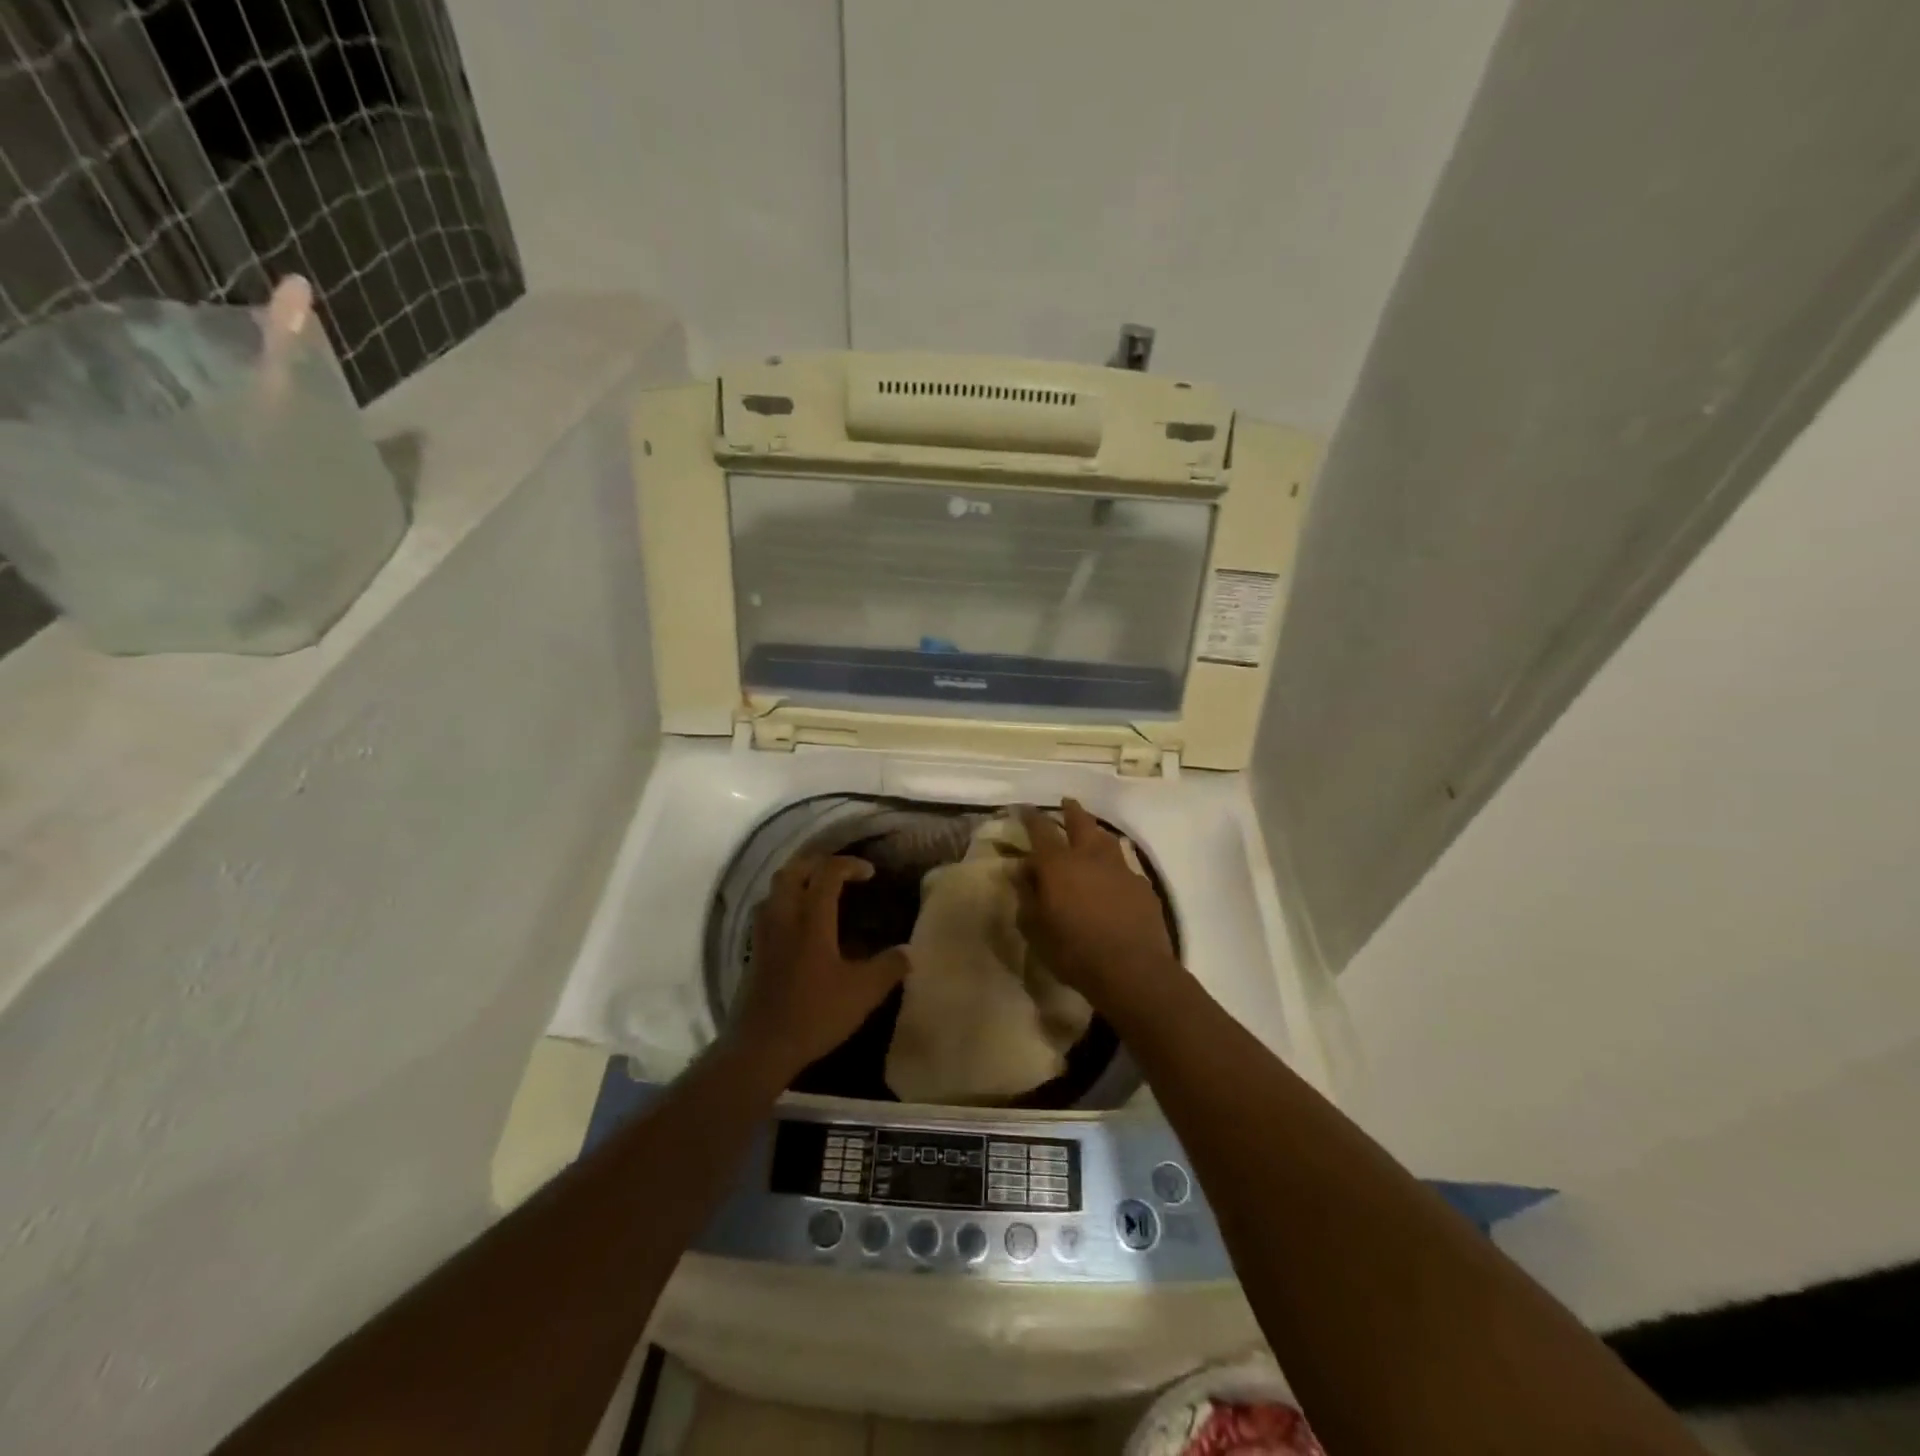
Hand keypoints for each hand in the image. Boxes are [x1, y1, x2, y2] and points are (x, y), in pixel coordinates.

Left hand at [730, 855, 909, 1079]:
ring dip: (796, 881)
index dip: (850, 865)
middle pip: (793, 871)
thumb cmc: (815, 1014)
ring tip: (818, 892)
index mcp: (811, 920)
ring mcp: (764, 934)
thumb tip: (908, 952)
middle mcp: (784, 917)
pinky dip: (784, 904)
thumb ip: (888, 967)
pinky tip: (799, 925)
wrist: (761, 1047)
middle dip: (817, 863)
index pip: (827, 873)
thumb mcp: (863, 993)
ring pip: (775, 889)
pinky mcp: (754, 952)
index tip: (870, 873)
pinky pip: (767, 912)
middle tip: (840, 873)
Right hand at [1016, 799, 1181, 1009]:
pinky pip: (1125, 867)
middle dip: (1072, 810)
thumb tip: (1022, 871)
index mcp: (1059, 865)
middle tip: (1067, 802)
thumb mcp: (1036, 929)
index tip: (1025, 808)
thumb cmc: (1074, 951)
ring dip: (1096, 833)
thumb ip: (1027, 895)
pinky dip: (1115, 866)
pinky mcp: (1143, 886)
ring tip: (1092, 834)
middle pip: (1081, 822)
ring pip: (1107, 840)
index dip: (1031, 817)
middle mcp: (1090, 857)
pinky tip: (1114, 878)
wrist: (1133, 970)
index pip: (1041, 829)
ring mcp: (1121, 869)